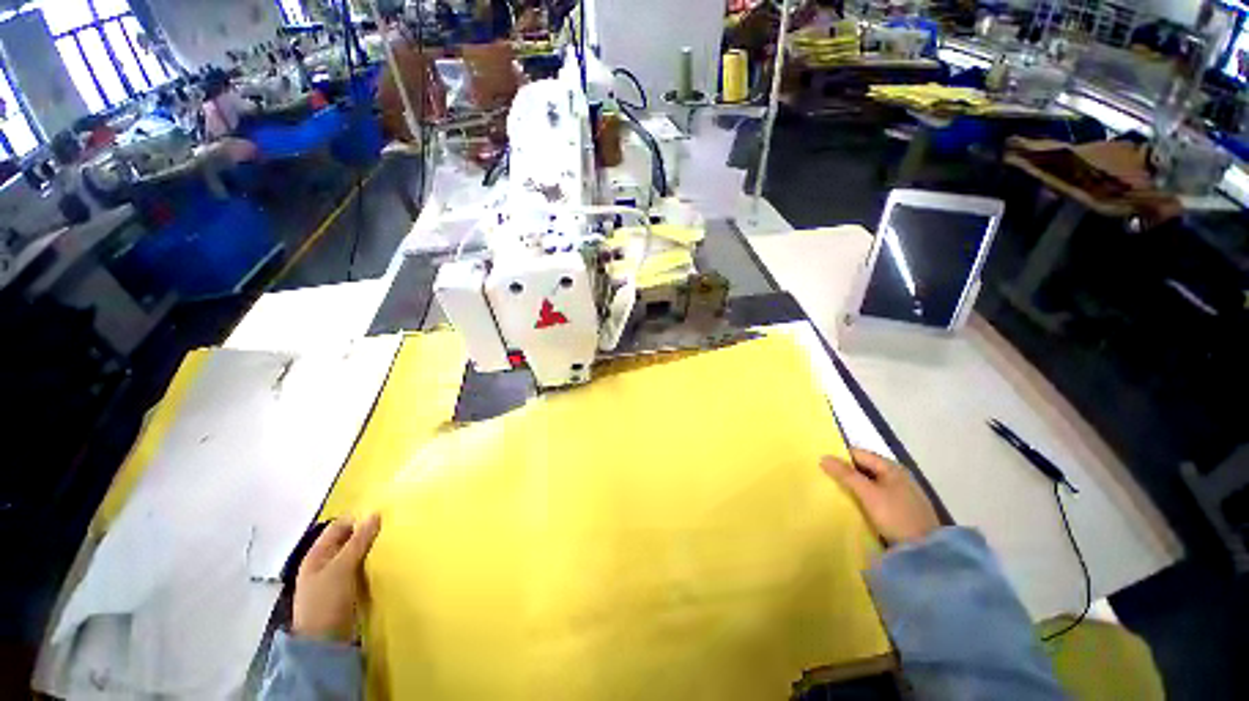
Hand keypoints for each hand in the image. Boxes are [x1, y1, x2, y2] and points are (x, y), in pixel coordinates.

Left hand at [292, 514, 381, 642]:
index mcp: (317, 555)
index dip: (358, 520)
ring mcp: (335, 579)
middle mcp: (324, 563)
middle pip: (348, 540)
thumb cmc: (327, 601)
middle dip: (367, 534)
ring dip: (371, 550)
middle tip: (391, 530)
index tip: (382, 518)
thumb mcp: (342, 568)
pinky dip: (372, 564)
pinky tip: (386, 563)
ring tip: (392, 544)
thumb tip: (375, 514)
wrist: (325, 643)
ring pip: (357, 555)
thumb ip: (358, 541)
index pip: (339, 526)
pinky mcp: (347, 591)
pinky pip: (361, 570)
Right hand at [821, 448, 939, 546]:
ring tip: (836, 491)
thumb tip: (823, 457)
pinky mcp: (902, 508)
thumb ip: (846, 475)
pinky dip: (865, 496)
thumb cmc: (895, 516)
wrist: (925, 551)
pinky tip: (855, 504)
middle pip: (865, 467)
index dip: (840, 457)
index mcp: (891, 467)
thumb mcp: (868, 494)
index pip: (859, 454)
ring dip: (855, 485)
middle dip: (846, 472)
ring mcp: (902, 492)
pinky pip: (877, 495)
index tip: (822, 465)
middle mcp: (897, 475)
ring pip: (871, 482)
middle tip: (825, 478)